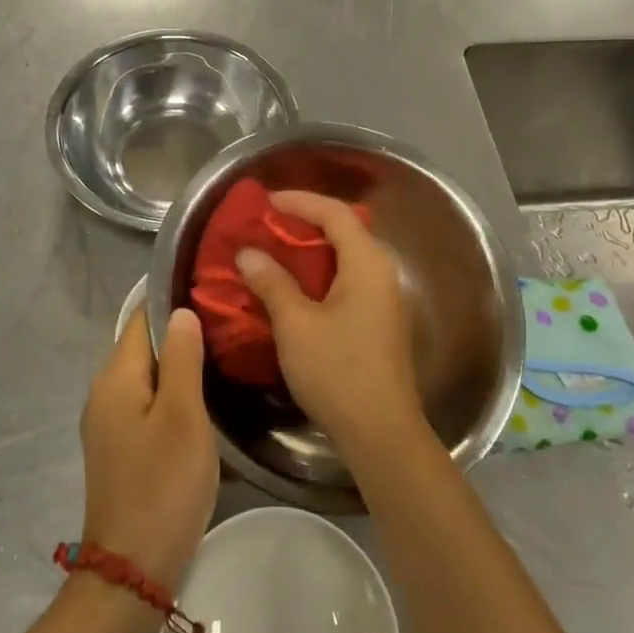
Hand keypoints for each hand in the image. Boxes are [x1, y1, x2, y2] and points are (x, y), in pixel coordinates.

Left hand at [80, 307, 217, 589]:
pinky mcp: (122, 449)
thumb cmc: (162, 483)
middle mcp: (104, 393)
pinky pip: (149, 405)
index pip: (141, 319)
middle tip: (230, 325)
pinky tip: (205, 400)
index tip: (213, 292)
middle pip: (143, 347)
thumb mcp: (181, 414)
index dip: (173, 301)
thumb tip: (181, 312)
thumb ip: (181, 358)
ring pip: (149, 378)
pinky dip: (174, 395)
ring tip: (226, 356)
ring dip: (181, 366)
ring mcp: (110, 424)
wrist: (134, 567)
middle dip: (182, 334)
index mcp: (114, 377)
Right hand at [235, 190, 423, 463]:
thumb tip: (249, 253)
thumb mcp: (296, 324)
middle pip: (344, 230)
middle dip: (305, 222)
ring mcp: (385, 298)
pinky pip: (348, 280)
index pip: (335, 213)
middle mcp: (382, 272)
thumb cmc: (338, 371)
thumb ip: (272, 282)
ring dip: (311, 250)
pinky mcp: (380, 321)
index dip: (299, 201)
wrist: (381, 431)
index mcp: (367, 263)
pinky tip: (295, 287)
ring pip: (346, 257)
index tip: (265, 202)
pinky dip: (320, 273)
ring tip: (274, 251)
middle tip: (267, 224)